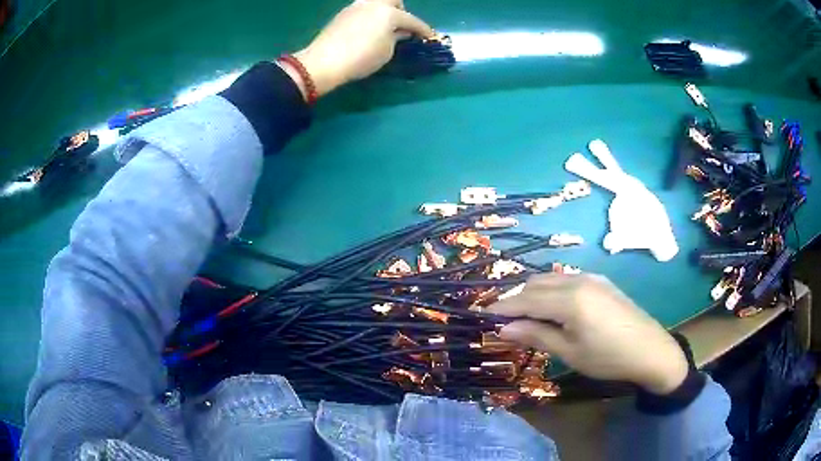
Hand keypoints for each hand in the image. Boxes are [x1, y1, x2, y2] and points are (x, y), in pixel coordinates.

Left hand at [284, 0, 433, 98]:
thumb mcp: (386, 51)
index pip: (412, 20)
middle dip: (401, 12)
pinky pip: (363, 10)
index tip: (430, 37)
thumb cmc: (361, 57)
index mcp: (389, 12)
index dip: (423, 30)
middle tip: (401, 28)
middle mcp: (373, 3)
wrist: (324, 61)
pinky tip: (367, 30)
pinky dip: (370, 16)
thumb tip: (400, 32)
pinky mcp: (342, 14)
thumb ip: (396, 38)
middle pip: (393, 1)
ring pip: (376, 3)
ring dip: (384, 12)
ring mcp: (355, 6)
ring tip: (383, 29)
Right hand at [487, 273, 688, 394]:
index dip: (502, 307)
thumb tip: (504, 328)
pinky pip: (566, 279)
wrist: (650, 350)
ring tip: (524, 315)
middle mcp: (578, 280)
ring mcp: (591, 277)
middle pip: (536, 284)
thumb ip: (537, 335)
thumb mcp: (570, 352)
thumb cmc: (608, 357)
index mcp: (570, 299)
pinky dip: (550, 290)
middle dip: (515, 299)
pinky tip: (551, 307)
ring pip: (550, 278)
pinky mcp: (600, 281)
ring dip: (533, 293)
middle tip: (502, 319)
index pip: (525, 299)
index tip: (482, 314)